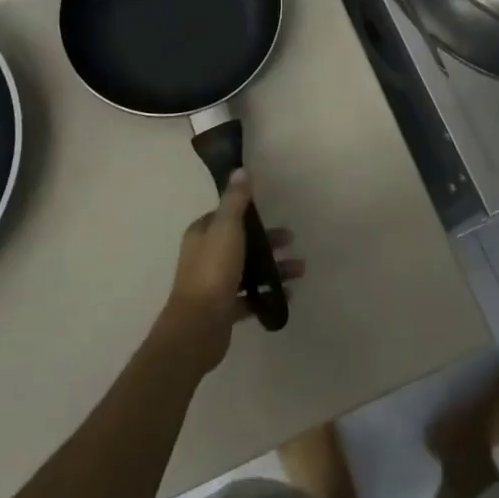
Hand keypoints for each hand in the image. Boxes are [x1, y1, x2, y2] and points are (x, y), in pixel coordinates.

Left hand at [157, 169, 303, 373]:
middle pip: (240, 243)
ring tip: (299, 271)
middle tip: (291, 241)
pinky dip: (267, 293)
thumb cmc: (213, 271)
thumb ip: (235, 200)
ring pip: (247, 270)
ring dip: (273, 268)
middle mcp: (205, 256)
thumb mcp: (227, 228)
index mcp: (202, 235)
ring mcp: (214, 284)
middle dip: (267, 242)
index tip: (272, 214)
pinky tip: (287, 294)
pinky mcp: (223, 309)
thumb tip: (240, 170)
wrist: (198, 327)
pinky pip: (249, 297)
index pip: (226, 216)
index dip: (249, 214)